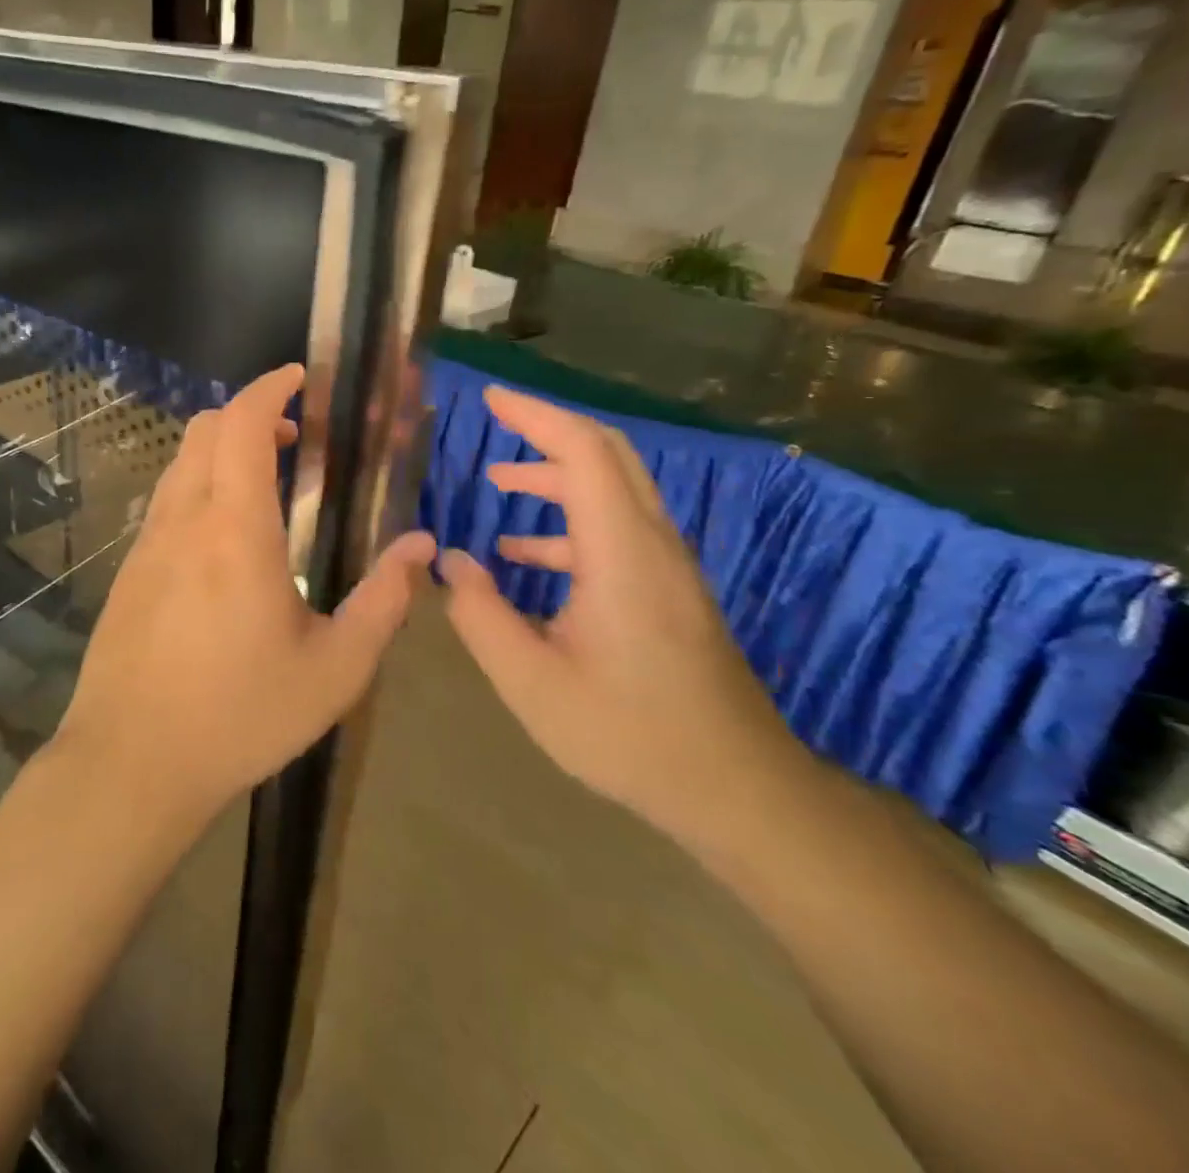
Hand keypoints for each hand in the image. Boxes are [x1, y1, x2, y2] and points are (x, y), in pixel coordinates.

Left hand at [52, 364, 435, 821]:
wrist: (131, 762)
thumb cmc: (240, 715)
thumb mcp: (334, 670)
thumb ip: (383, 603)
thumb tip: (420, 548)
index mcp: (236, 531)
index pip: (242, 425)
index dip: (270, 389)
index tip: (299, 380)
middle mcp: (184, 521)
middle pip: (204, 430)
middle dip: (249, 414)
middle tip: (295, 438)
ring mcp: (147, 544)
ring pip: (180, 463)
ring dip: (220, 449)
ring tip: (264, 480)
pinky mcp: (128, 572)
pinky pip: (165, 502)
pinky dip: (198, 485)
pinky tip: (223, 536)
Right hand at [439, 386, 807, 846]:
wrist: (737, 788)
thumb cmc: (630, 734)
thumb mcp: (531, 682)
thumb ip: (480, 615)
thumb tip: (452, 562)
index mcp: (621, 553)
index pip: (582, 452)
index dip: (535, 416)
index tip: (491, 399)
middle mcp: (651, 544)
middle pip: (607, 456)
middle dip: (547, 432)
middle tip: (496, 422)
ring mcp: (667, 568)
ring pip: (614, 492)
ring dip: (556, 478)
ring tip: (499, 484)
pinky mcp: (669, 592)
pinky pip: (617, 531)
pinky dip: (569, 525)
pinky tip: (525, 559)